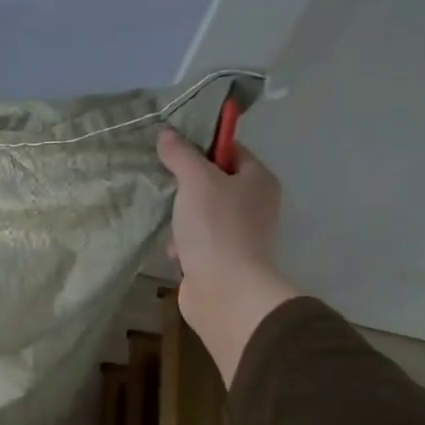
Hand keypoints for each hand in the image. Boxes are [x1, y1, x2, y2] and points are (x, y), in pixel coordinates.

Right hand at [157, 127, 298, 384]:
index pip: (231, 150)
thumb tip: (166, 133)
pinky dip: (182, 245)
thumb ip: (180, 154)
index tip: (173, 149)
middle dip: (185, 188)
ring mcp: (239, 234)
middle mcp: (254, 204)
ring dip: (180, 220)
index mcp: (259, 180)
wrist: (225, 291)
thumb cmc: (216, 227)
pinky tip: (176, 252)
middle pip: (212, 182)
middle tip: (166, 185)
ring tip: (172, 227)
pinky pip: (195, 242)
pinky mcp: (222, 259)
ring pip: (198, 213)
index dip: (203, 146)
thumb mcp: (196, 180)